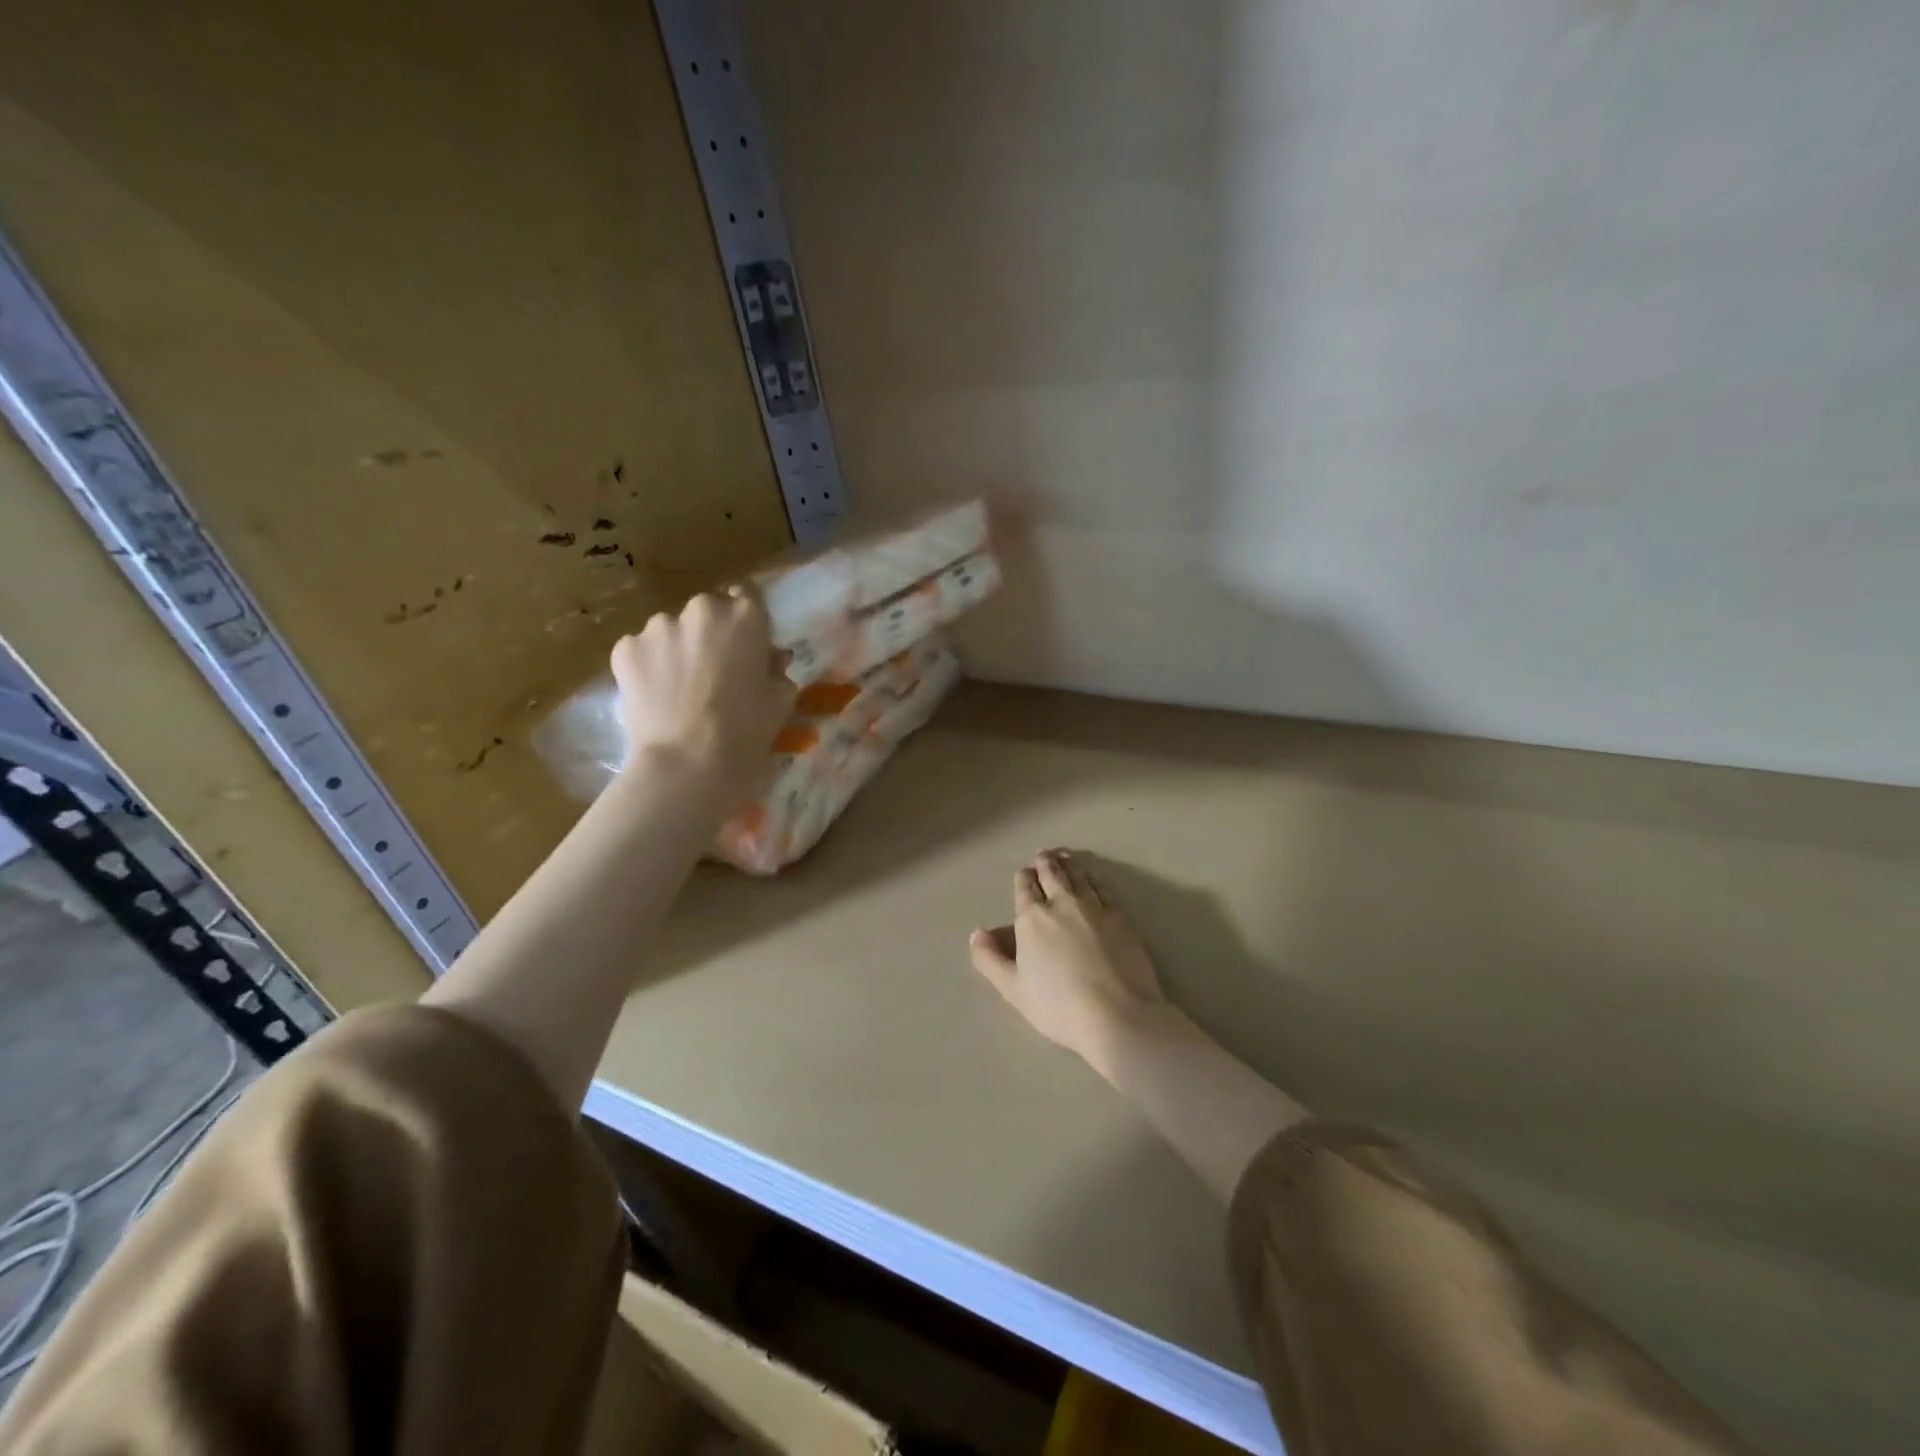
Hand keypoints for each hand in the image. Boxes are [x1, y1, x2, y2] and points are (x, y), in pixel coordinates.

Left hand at [610, 588, 793, 794]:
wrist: (687, 764)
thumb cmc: (746, 732)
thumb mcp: (781, 700)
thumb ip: (776, 669)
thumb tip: (768, 661)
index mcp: (745, 616)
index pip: (749, 596)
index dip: (748, 621)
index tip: (748, 645)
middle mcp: (701, 609)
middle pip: (708, 612)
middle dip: (711, 634)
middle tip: (714, 672)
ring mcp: (658, 626)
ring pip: (672, 631)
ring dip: (678, 650)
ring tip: (680, 689)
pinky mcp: (625, 648)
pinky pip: (643, 651)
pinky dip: (650, 667)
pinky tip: (657, 697)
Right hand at [969, 849, 1165, 1067]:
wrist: (1117, 1014)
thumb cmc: (1058, 1006)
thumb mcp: (1013, 989)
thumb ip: (990, 959)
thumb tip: (976, 933)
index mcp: (1032, 918)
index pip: (1024, 888)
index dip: (1023, 878)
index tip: (1023, 872)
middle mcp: (1061, 903)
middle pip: (1051, 875)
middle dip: (1044, 863)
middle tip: (1043, 854)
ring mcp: (1094, 907)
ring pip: (1078, 876)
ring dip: (1068, 863)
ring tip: (1064, 855)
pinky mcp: (1120, 916)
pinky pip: (1103, 888)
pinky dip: (1094, 878)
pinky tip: (1093, 877)